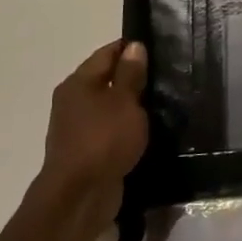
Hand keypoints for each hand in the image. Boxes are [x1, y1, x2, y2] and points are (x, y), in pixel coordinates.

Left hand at [39, 39, 149, 226]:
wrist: (80, 194)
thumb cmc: (104, 139)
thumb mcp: (124, 102)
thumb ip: (130, 74)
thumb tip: (134, 46)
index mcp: (78, 83)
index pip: (106, 54)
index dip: (130, 48)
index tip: (159, 47)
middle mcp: (74, 101)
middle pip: (106, 79)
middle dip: (133, 76)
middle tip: (168, 75)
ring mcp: (79, 127)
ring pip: (110, 106)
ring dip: (131, 104)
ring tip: (164, 102)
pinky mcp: (88, 150)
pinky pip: (111, 129)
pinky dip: (127, 126)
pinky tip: (148, 128)